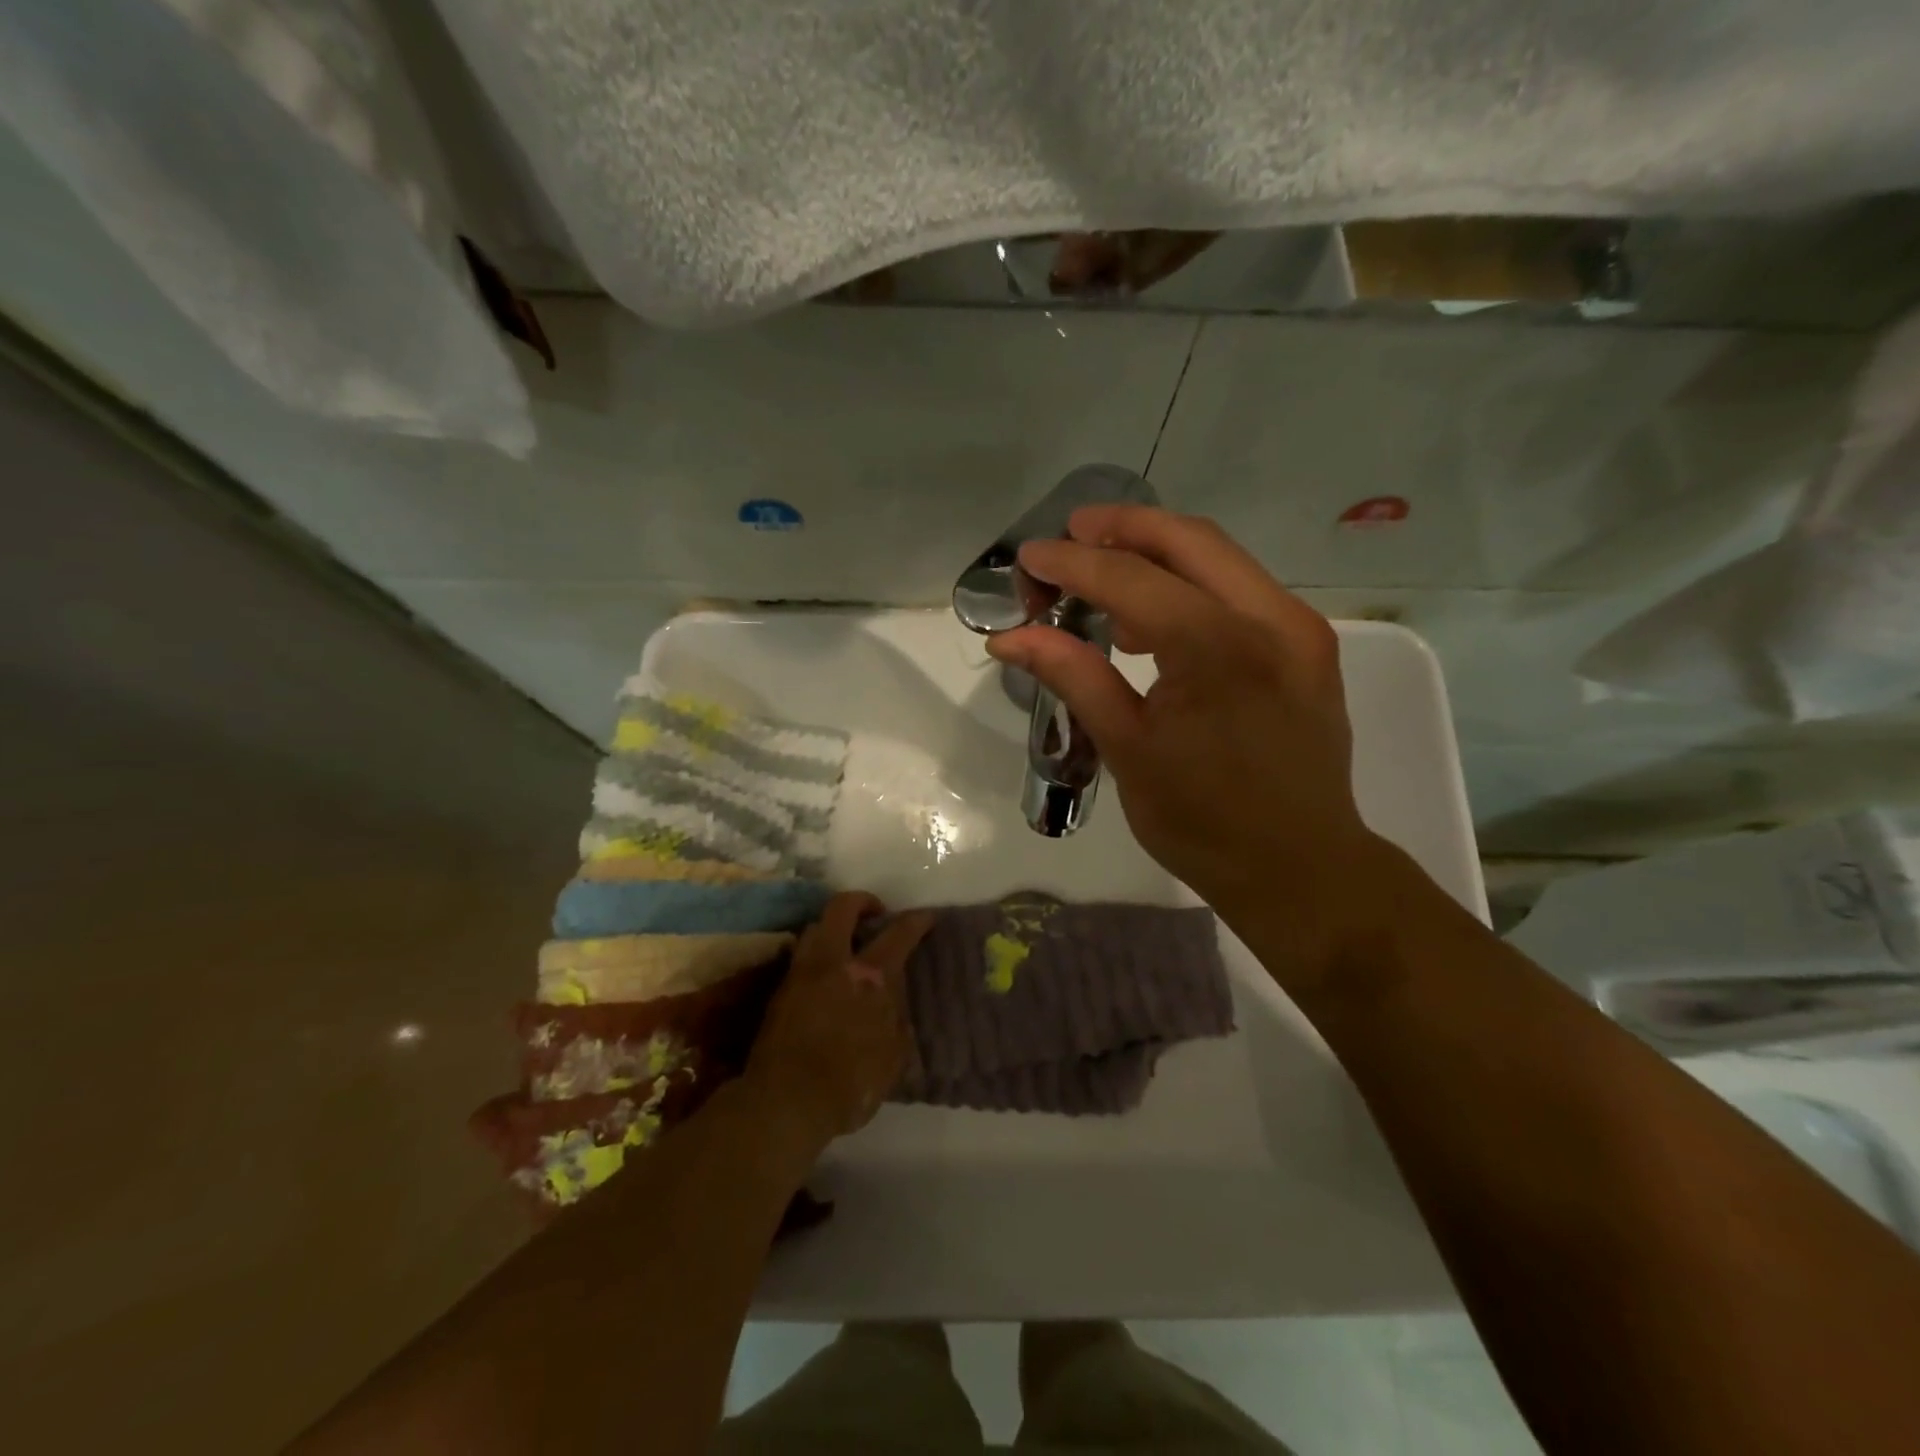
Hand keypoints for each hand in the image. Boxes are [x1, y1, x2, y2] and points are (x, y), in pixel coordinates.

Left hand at [745, 892, 934, 1144]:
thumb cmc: (850, 1085)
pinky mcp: (779, 991)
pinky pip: (801, 956)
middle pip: (842, 908)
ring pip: (815, 927)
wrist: (786, 1103)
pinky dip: (817, 954)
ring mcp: (801, 974)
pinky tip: (825, 974)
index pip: (898, 934)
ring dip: (833, 927)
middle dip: (862, 901)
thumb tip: (893, 1005)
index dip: (916, 921)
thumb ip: (896, 1022)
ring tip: (846, 943)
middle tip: (875, 914)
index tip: (926, 918)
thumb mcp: (892, 1058)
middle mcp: (834, 963)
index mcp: (870, 977)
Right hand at [987, 507, 1395, 987]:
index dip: (1072, 563)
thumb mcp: (1126, 748)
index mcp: (1217, 650)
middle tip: (1070, 534)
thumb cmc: (1202, 822)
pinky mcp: (1308, 645)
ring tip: (1102, 574)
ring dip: (1158, 552)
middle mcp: (1270, 619)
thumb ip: (1072, 676)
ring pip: (1220, 557)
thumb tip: (1010, 637)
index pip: (1131, 579)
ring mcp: (1299, 628)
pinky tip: (1153, 618)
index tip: (1029, 558)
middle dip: (1122, 528)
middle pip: (1188, 539)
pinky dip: (1191, 584)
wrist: (1300, 868)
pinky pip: (1240, 590)